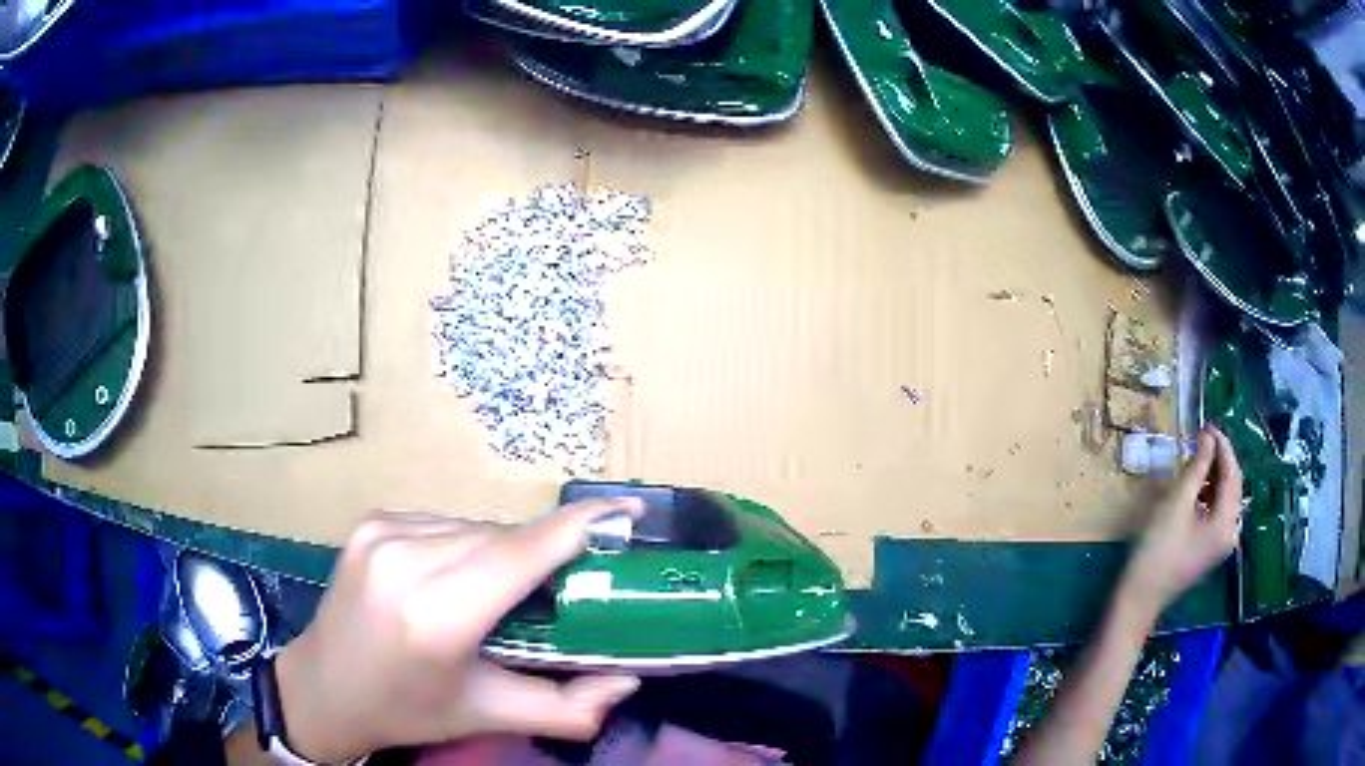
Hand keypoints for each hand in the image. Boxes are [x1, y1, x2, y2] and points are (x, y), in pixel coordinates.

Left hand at [272, 499, 644, 762]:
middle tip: (565, 587)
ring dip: (503, 551)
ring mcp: (382, 532)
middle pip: (503, 538)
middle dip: (544, 554)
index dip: (580, 526)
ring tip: (503, 593)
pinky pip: (444, 522)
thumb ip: (568, 708)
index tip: (628, 511)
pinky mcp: (371, 521)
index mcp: (436, 616)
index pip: (521, 554)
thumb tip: (628, 680)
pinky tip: (457, 578)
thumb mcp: (488, 715)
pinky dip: (466, 544)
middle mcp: (406, 560)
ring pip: (474, 527)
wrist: (323, 687)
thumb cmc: (407, 710)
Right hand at [1120, 426, 1243, 614]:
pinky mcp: (1209, 549)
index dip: (1222, 446)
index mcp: (1227, 522)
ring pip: (1225, 498)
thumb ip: (1196, 468)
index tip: (1206, 425)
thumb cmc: (1157, 550)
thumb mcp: (1177, 503)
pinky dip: (1208, 494)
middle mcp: (1230, 532)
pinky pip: (1217, 512)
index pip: (1232, 473)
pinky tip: (1195, 487)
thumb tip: (1207, 437)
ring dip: (1213, 476)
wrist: (1138, 599)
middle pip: (1232, 486)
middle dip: (1220, 459)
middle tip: (1201, 438)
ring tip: (1196, 458)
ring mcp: (1221, 543)